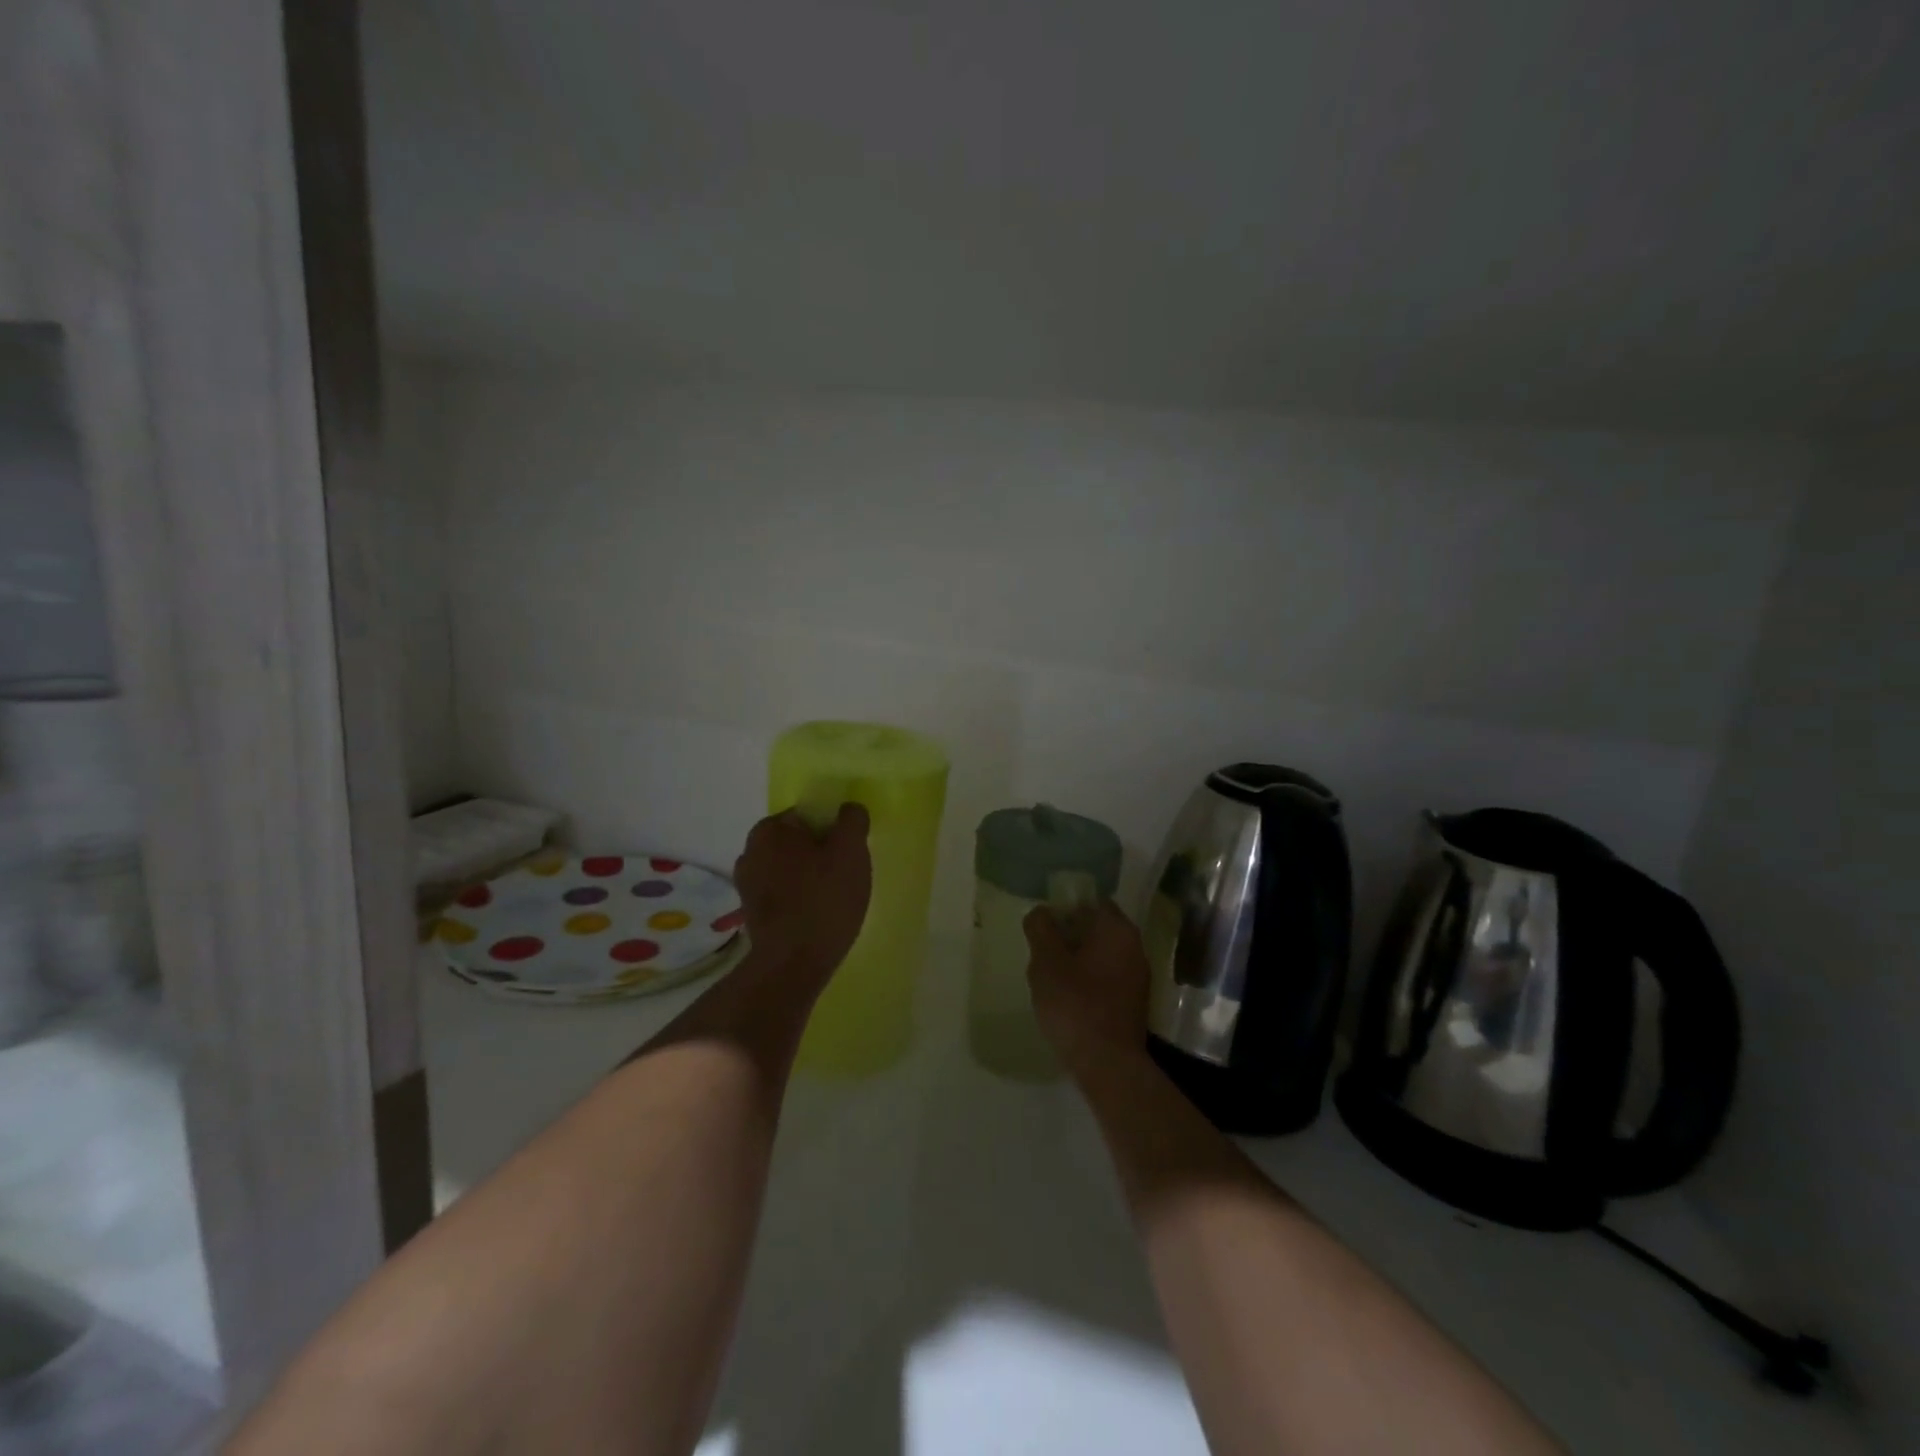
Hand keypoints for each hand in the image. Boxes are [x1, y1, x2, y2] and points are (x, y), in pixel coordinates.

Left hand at [733, 803, 871, 991]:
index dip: (834, 830)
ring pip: (792, 868)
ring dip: (811, 877)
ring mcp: (747, 884)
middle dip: (822, 854)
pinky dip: (800, 898)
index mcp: (769, 829)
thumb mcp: (851, 851)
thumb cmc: (824, 900)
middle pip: (800, 842)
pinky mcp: (751, 912)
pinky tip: (817, 916)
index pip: (809, 815)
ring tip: (834, 900)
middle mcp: (750, 851)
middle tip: (846, 876)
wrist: (792, 965)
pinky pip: (784, 893)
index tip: (850, 853)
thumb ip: (852, 820)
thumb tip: (848, 810)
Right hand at [1025, 900, 1152, 1074]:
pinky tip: (1068, 996)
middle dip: (1069, 935)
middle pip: (1096, 927)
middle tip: (1042, 950)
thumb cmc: (1075, 1005)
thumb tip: (1041, 912)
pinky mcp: (1134, 1000)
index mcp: (1117, 929)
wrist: (1108, 1064)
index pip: (1091, 901)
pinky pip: (1107, 976)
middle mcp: (1134, 946)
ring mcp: (1138, 975)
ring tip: (1050, 976)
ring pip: (1101, 953)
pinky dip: (1088, 978)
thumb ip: (1041, 930)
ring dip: (1077, 958)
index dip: (1065, 907)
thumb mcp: (1046, 963)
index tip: (1044, 924)